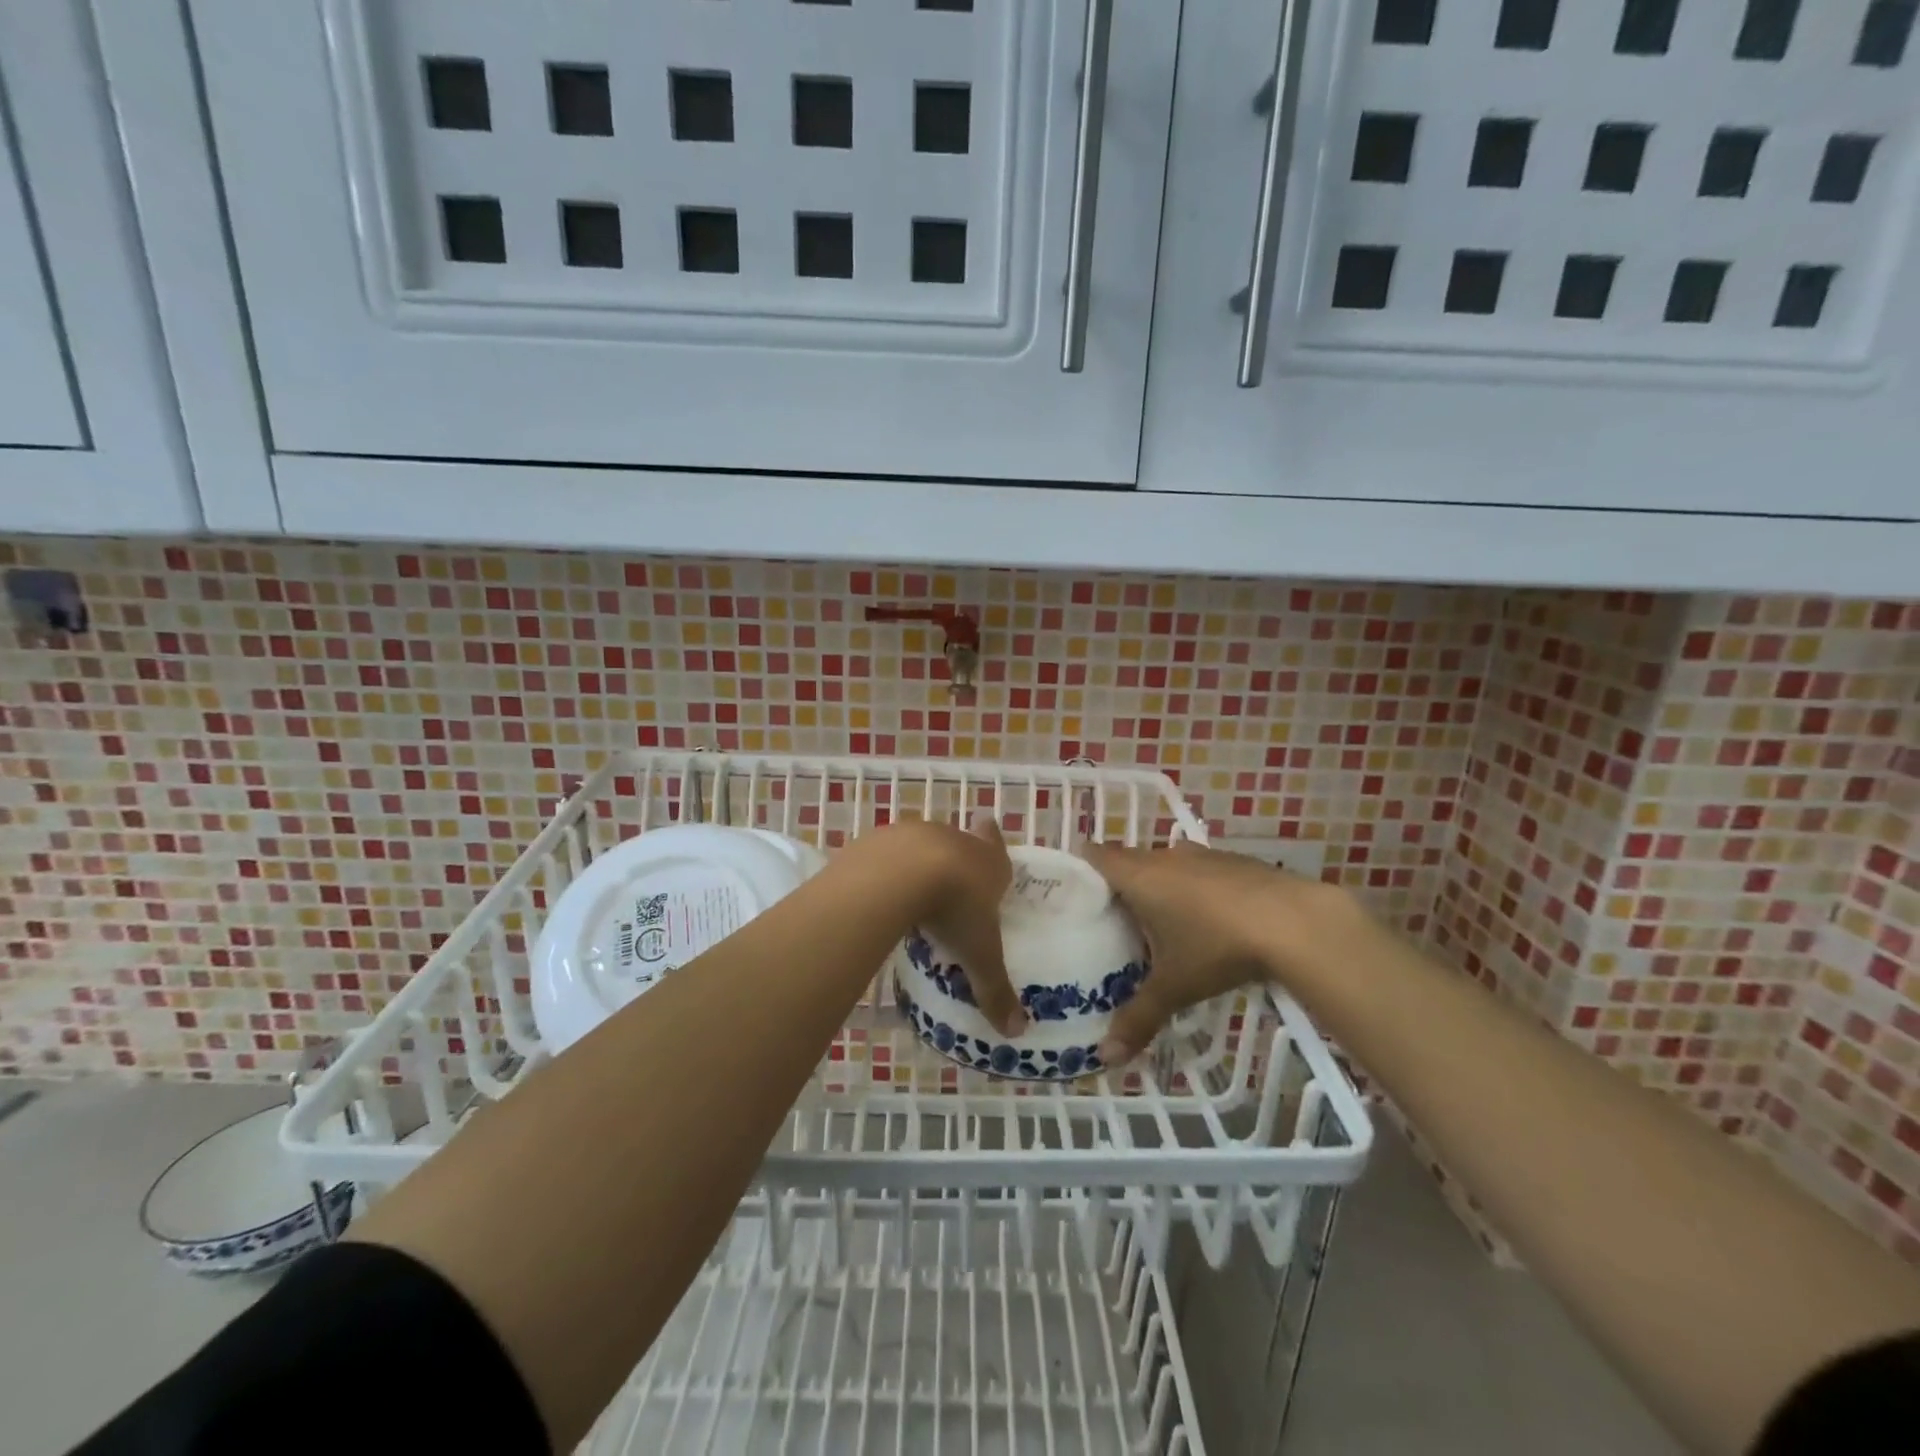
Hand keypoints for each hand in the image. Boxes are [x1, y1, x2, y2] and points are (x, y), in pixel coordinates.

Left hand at [880, 812, 1026, 1036]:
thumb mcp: (979, 955)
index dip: (994, 843)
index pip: (997, 846)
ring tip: (912, 893)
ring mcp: (916, 834)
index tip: (988, 831)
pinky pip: (887, 853)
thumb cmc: (954, 909)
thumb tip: (1016, 1032)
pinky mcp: (882, 838)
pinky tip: (878, 891)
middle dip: (957, 860)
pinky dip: (885, 868)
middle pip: (961, 844)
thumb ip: (994, 990)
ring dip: (920, 863)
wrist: (900, 873)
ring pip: (923, 845)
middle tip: (951, 884)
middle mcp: (956, 840)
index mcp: (989, 862)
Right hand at [1081, 839, 1341, 1065]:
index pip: (1095, 855)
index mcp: (1139, 876)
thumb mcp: (1174, 987)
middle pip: (1129, 860)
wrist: (1295, 922)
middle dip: (1119, 884)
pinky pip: (1200, 870)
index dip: (1081, 869)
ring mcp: (1203, 855)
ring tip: (1159, 922)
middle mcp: (1165, 857)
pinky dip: (1195, 888)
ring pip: (1167, 864)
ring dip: (1160, 885)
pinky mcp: (1236, 861)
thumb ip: (1138, 1018)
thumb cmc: (1217, 946)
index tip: (1074, 894)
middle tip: (1112, 920)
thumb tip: (1105, 1057)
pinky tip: (1209, 920)